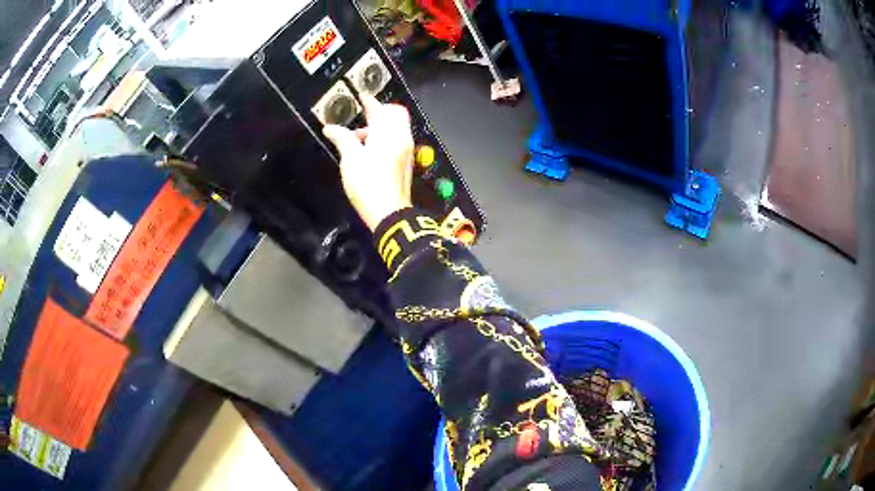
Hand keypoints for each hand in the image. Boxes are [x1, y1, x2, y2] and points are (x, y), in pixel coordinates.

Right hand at [323, 95, 413, 230]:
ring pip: (396, 127)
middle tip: (363, 116)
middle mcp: (401, 137)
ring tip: (359, 138)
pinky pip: (397, 140)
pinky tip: (369, 151)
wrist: (389, 213)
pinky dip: (385, 138)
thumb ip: (342, 138)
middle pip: (395, 113)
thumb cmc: (368, 183)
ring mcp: (406, 150)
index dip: (368, 101)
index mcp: (388, 132)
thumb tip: (330, 128)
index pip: (379, 108)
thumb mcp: (350, 159)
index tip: (361, 96)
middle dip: (379, 112)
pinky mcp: (405, 162)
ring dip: (380, 126)